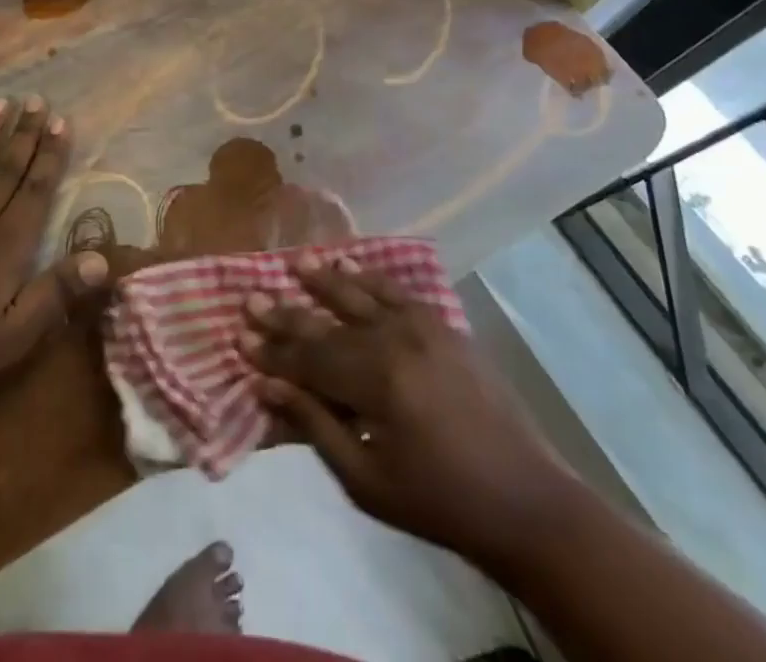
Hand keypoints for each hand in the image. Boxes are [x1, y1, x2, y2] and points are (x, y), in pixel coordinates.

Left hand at [0, 96, 108, 406]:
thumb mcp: (14, 336)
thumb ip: (57, 293)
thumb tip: (103, 258)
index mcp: (7, 244)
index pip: (36, 189)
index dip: (51, 154)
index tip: (62, 122)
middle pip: (6, 167)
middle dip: (24, 132)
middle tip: (37, 100)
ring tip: (1, 101)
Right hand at [242, 255, 575, 572]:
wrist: (525, 500)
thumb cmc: (439, 502)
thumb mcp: (367, 481)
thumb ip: (316, 426)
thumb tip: (266, 387)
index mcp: (376, 382)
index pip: (309, 360)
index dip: (273, 352)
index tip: (240, 338)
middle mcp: (395, 341)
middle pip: (328, 323)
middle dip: (286, 314)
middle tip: (251, 299)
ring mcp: (422, 327)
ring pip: (360, 295)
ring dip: (324, 281)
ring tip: (296, 263)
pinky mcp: (443, 325)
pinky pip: (397, 291)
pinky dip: (369, 277)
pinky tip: (349, 267)